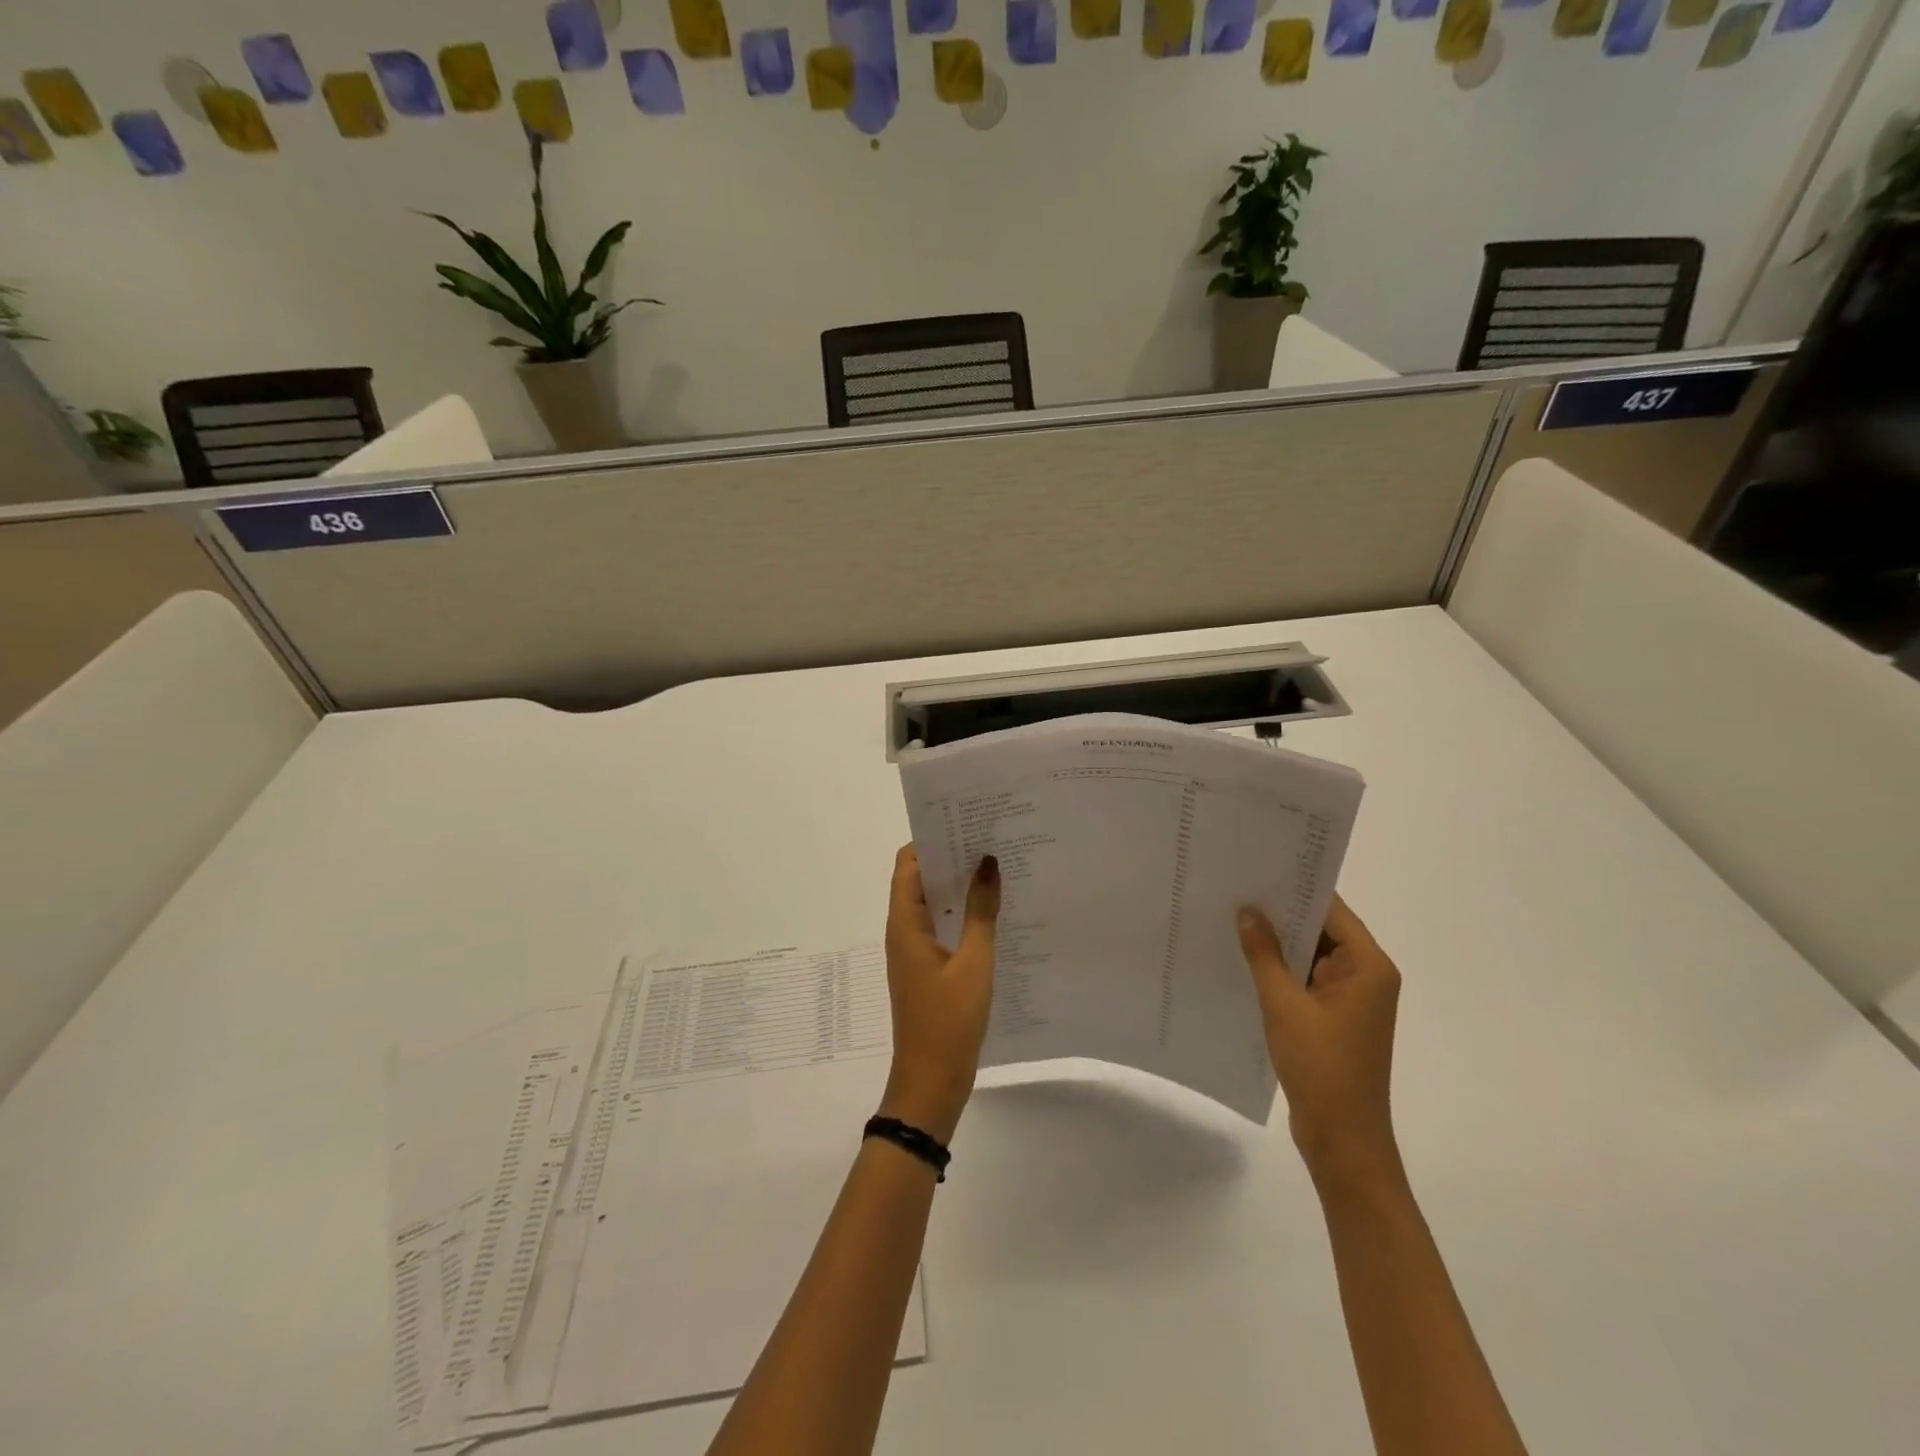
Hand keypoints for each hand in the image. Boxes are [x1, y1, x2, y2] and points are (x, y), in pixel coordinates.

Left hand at [879, 845, 1000, 1143]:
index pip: (908, 863)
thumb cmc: (949, 1021)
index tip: (966, 822)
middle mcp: (904, 931)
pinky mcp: (927, 968)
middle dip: (950, 858)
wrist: (931, 1083)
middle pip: (919, 879)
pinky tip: (994, 911)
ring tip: (997, 868)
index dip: (932, 839)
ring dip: (958, 886)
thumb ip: (981, 912)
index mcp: (905, 924)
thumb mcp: (974, 963)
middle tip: (990, 840)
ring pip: (932, 904)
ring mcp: (915, 951)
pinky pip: (941, 927)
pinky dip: (961, 913)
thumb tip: (987, 862)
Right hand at [1237, 896, 1402, 1185]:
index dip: (1296, 887)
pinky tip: (1244, 957)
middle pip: (1321, 929)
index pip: (1331, 910)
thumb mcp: (1284, 1005)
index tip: (1259, 867)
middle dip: (1281, 912)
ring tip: (1232, 915)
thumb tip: (1246, 911)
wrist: (1343, 1140)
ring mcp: (1349, 998)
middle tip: (1236, 887)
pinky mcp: (1333, 1016)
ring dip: (1278, 941)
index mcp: (1368, 966)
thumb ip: (1264, 955)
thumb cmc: (1322, 1067)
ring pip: (1310, 954)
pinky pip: (1305, 978)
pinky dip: (1280, 968)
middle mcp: (1365, 975)